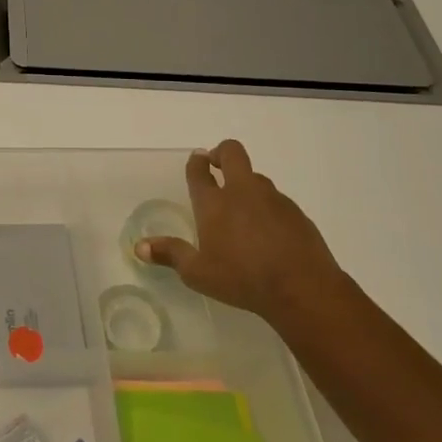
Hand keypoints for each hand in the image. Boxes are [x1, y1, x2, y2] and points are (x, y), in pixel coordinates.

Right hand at [135, 139, 345, 329]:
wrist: (302, 289)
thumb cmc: (242, 279)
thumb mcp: (198, 273)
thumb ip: (170, 255)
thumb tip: (139, 247)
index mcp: (213, 202)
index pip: (199, 169)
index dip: (196, 162)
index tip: (196, 161)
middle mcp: (241, 191)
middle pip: (232, 152)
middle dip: (222, 152)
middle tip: (217, 166)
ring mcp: (272, 199)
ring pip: (256, 176)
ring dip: (245, 183)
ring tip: (242, 210)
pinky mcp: (296, 212)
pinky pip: (276, 200)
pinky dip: (268, 207)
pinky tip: (268, 232)